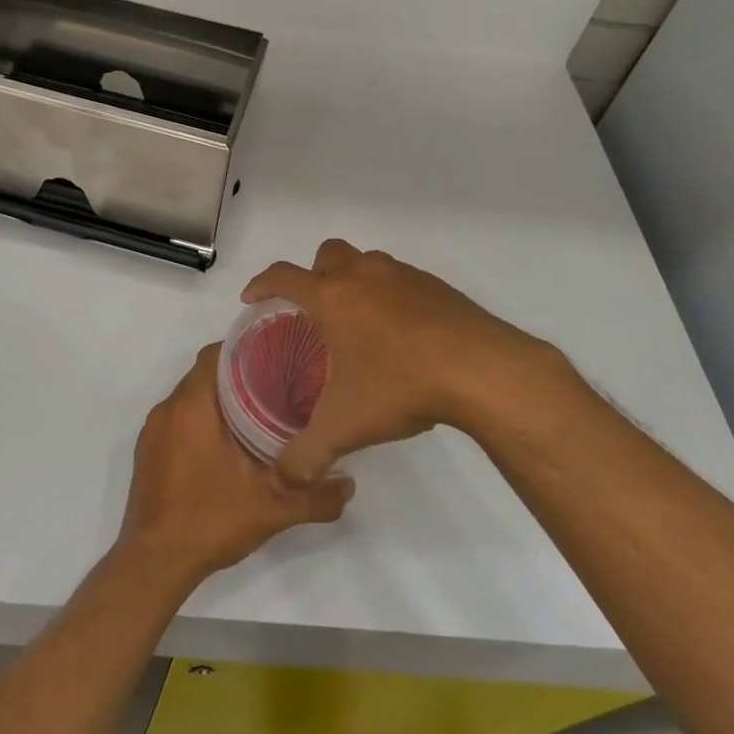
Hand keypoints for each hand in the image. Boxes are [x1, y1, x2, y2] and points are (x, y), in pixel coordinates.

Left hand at [120, 343, 353, 581]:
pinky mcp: (148, 451)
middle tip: (275, 386)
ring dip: (218, 399)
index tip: (275, 357)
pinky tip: (225, 443)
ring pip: (190, 397)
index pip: (215, 354)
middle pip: (204, 374)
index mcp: (192, 406)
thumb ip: (315, 496)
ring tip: (256, 412)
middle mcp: (168, 409)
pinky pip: (177, 419)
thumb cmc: (209, 522)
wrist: (154, 564)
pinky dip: (200, 420)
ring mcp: (153, 430)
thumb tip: (349, 484)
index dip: (245, 349)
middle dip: (237, 375)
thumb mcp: (271, 510)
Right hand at [243, 239, 569, 483]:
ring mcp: (404, 275)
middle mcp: (364, 275)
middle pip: (328, 254)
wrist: (481, 370)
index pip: (283, 276)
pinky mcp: (437, 286)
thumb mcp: (345, 427)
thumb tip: (281, 480)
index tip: (251, 298)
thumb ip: (306, 455)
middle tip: (314, 311)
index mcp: (332, 297)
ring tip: (360, 324)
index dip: (261, 284)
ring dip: (355, 281)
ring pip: (367, 262)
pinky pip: (401, 279)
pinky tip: (403, 335)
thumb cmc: (400, 385)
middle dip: (313, 274)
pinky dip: (391, 296)